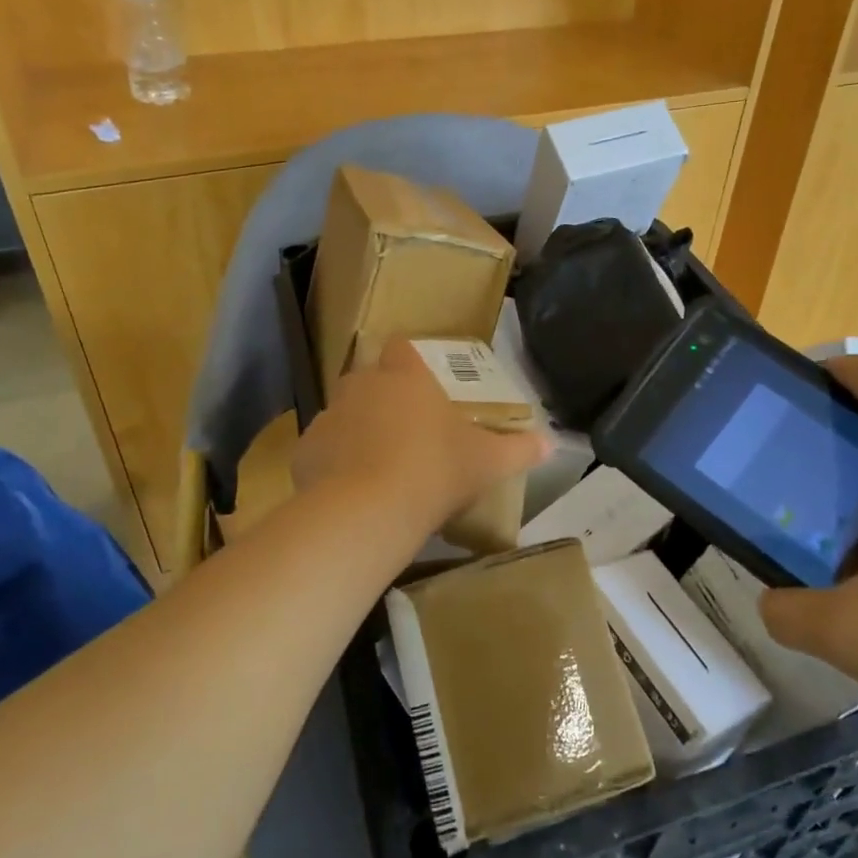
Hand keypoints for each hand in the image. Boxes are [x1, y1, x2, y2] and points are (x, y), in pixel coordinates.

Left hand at [293, 337, 550, 538]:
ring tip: (377, 465)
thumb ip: (520, 449)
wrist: (370, 509)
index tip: (419, 381)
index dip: (409, 359)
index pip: (402, 348)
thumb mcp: (488, 462)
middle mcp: (363, 386)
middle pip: (369, 378)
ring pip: (343, 414)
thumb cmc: (436, 470)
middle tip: (405, 430)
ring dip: (356, 430)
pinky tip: (350, 490)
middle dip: (382, 397)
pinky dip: (333, 462)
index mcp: (406, 377)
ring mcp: (330, 416)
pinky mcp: (305, 449)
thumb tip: (551, 445)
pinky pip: (322, 448)